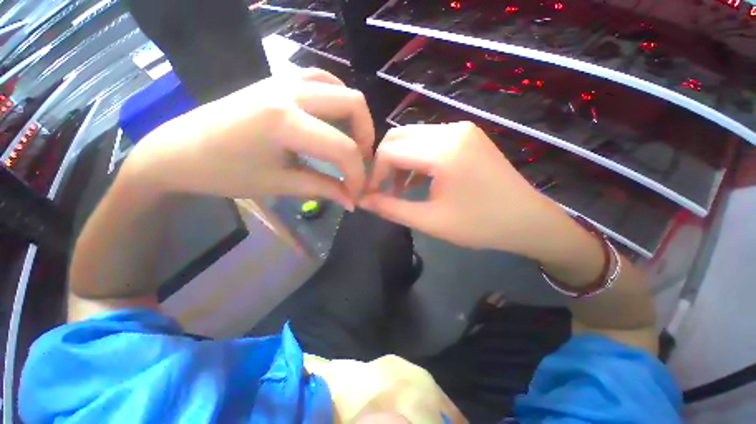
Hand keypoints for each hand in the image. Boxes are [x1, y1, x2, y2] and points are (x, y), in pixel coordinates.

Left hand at [129, 68, 373, 209]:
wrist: (179, 149)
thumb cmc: (224, 172)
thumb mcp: (280, 185)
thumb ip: (324, 189)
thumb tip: (352, 201)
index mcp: (284, 122)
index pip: (343, 148)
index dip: (357, 174)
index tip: (355, 193)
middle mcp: (288, 92)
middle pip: (353, 102)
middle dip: (366, 137)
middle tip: (359, 162)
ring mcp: (282, 80)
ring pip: (339, 87)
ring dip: (353, 117)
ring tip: (349, 141)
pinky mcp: (277, 80)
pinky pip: (320, 79)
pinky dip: (336, 100)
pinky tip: (333, 119)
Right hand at [360, 122, 567, 257]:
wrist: (527, 220)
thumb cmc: (479, 225)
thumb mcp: (430, 221)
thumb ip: (391, 208)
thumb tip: (362, 201)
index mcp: (443, 151)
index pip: (390, 151)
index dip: (374, 173)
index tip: (371, 193)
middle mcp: (451, 130)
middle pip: (398, 137)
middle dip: (384, 164)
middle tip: (383, 189)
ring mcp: (461, 129)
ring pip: (412, 137)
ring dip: (399, 160)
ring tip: (399, 188)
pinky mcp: (466, 135)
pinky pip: (428, 140)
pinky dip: (416, 158)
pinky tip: (416, 179)